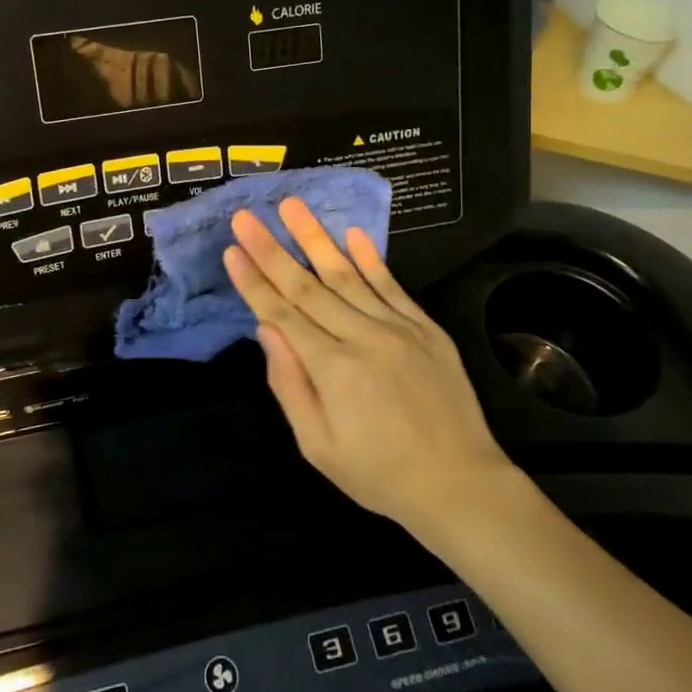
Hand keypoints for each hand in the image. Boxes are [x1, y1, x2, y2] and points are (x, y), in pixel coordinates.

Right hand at [223, 198, 520, 536]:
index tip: (231, 250)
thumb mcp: (319, 446)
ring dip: (315, 238)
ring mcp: (398, 328)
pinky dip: (370, 258)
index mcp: (332, 369)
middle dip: (272, 249)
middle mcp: (362, 337)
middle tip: (246, 217)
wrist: (460, 485)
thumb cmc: (379, 474)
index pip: (282, 314)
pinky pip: (392, 285)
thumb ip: (289, 385)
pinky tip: (353, 232)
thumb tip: (266, 330)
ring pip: (347, 275)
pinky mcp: (426, 328)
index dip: (253, 281)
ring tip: (291, 206)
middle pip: (307, 286)